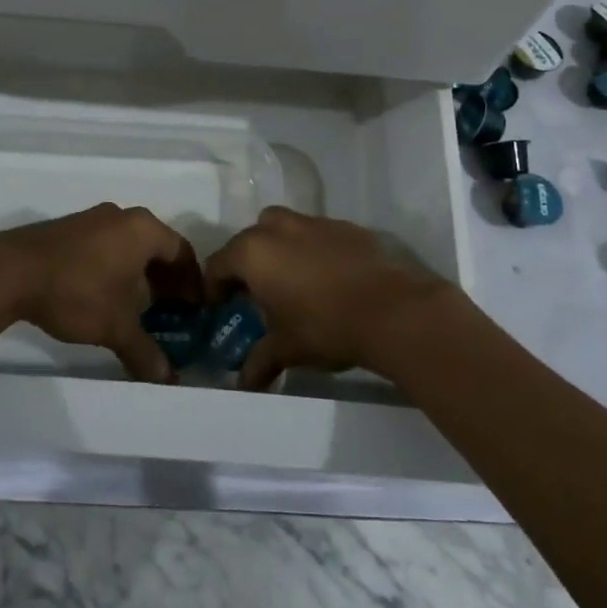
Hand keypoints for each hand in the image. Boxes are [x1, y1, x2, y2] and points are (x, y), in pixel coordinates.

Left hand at [0, 204, 197, 382]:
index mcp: (144, 229)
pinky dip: (115, 269)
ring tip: (138, 309)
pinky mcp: (68, 229)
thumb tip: (168, 380)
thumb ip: (145, 352)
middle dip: (166, 280)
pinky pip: (106, 246)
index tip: (195, 309)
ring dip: (139, 275)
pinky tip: (105, 296)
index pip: (183, 252)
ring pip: (129, 246)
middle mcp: (122, 216)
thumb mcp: (116, 326)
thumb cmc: (77, 291)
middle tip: (171, 312)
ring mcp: (92, 219)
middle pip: (157, 247)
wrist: (10, 272)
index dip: (192, 282)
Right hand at [204, 208, 453, 389]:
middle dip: (247, 264)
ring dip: (278, 249)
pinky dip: (312, 249)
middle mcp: (278, 228)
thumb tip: (244, 385)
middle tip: (255, 293)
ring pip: (282, 228)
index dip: (215, 287)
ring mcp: (313, 222)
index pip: (218, 264)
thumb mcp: (287, 348)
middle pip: (248, 240)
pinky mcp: (345, 226)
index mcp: (253, 253)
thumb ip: (260, 361)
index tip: (221, 307)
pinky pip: (316, 233)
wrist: (391, 310)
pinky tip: (327, 277)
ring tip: (292, 281)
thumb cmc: (325, 327)